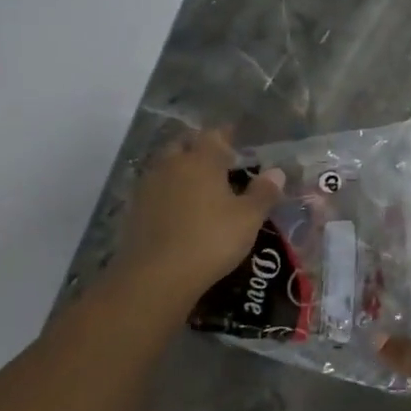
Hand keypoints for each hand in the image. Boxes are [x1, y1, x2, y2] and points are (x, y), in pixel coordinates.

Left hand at [114, 128, 284, 302]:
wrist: (157, 275)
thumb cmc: (211, 240)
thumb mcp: (248, 218)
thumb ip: (263, 192)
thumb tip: (276, 172)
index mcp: (201, 160)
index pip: (213, 135)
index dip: (225, 135)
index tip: (235, 138)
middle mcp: (171, 164)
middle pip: (184, 145)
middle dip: (199, 148)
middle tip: (217, 161)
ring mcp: (149, 186)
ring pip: (166, 166)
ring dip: (181, 169)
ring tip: (199, 185)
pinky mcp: (135, 209)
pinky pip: (155, 189)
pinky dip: (168, 192)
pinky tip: (179, 208)